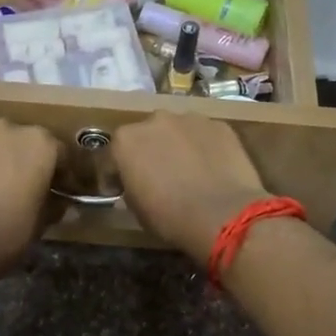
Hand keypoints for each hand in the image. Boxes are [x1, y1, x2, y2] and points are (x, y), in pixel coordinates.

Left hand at [0, 121, 60, 277]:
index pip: (59, 153)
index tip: (59, 190)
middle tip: (23, 186)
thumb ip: (55, 205)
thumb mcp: (42, 221)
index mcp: (40, 143)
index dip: (60, 173)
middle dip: (26, 160)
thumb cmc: (9, 231)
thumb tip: (64, 204)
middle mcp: (9, 128)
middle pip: (24, 141)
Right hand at [111, 113, 269, 265]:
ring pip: (177, 131)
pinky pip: (204, 136)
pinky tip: (212, 169)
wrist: (224, 215)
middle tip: (157, 177)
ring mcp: (190, 119)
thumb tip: (136, 185)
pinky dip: (203, 148)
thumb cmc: (171, 217)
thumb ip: (131, 188)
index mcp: (126, 141)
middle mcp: (154, 120)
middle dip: (148, 153)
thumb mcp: (137, 210)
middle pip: (146, 136)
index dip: (115, 174)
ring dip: (177, 146)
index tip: (120, 189)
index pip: (112, 156)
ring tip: (187, 171)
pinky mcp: (219, 125)